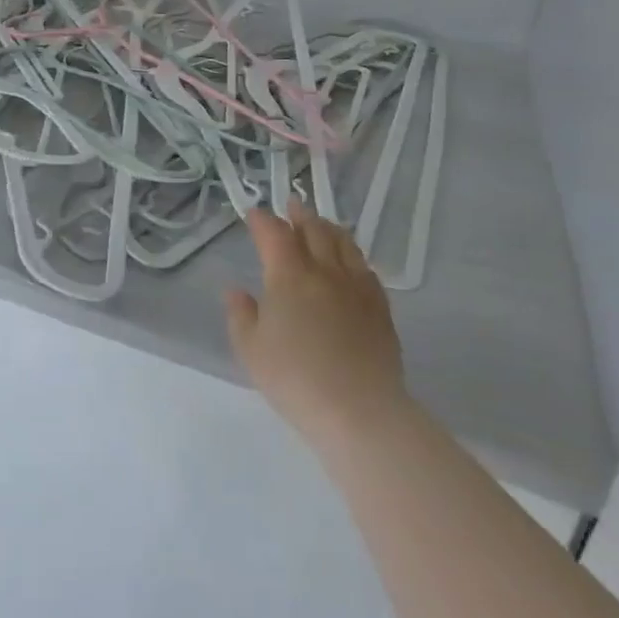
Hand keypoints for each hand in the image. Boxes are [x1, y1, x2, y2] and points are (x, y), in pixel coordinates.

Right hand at [226, 199, 411, 463]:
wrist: (359, 411)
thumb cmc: (295, 379)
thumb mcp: (250, 350)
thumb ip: (240, 315)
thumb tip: (238, 291)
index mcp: (288, 276)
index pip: (274, 234)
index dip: (262, 220)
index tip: (254, 214)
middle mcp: (324, 271)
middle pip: (314, 230)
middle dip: (299, 214)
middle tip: (292, 205)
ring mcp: (356, 288)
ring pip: (344, 244)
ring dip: (329, 228)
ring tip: (322, 224)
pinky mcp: (380, 309)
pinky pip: (366, 270)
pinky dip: (353, 257)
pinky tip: (352, 263)